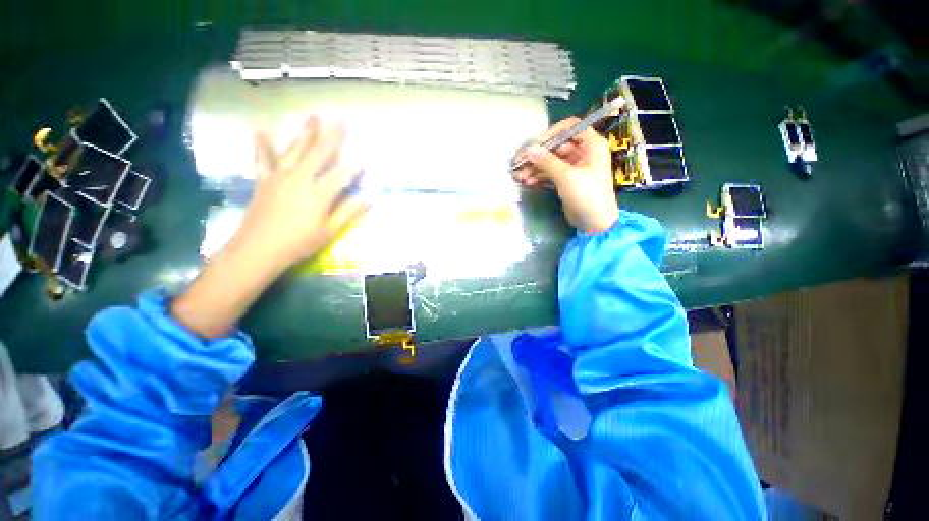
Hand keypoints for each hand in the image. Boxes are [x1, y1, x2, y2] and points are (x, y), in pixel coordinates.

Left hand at [171, 116, 366, 338]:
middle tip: (342, 121)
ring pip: (295, 150)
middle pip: (319, 154)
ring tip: (313, 116)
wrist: (257, 250)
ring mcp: (279, 177)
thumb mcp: (329, 232)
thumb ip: (349, 212)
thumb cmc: (299, 244)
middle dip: (333, 137)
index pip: (341, 175)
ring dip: (306, 133)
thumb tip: (370, 199)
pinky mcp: (263, 180)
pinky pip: (262, 159)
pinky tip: (260, 131)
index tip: (364, 160)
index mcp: (318, 194)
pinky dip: (262, 145)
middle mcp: (299, 179)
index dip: (354, 167)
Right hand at [513, 118, 618, 233]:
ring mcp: (575, 168)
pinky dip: (540, 177)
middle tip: (521, 163)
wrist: (595, 223)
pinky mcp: (567, 181)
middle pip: (557, 147)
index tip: (536, 144)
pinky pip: (551, 174)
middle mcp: (584, 153)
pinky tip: (528, 182)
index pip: (571, 127)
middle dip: (539, 156)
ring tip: (521, 177)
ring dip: (536, 168)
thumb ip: (547, 161)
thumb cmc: (587, 195)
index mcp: (591, 145)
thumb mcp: (566, 176)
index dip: (553, 133)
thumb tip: (529, 149)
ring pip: (552, 162)